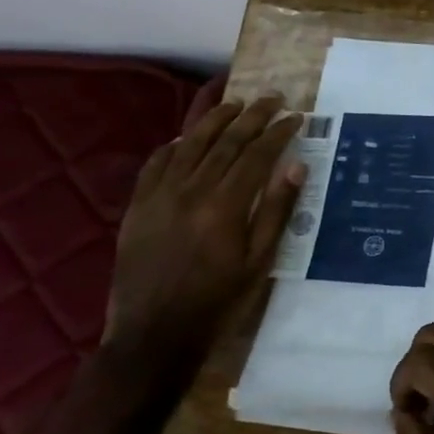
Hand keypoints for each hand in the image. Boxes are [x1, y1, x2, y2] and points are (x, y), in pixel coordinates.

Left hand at [104, 95, 305, 361]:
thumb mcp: (259, 261)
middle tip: (273, 98)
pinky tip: (184, 138)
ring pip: (190, 144)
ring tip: (234, 103)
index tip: (296, 117)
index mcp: (226, 205)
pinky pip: (155, 164)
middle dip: (253, 116)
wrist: (153, 335)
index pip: (258, 155)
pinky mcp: (138, 207)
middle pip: (226, 141)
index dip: (279, 132)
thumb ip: (277, 211)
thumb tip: (295, 167)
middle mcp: (191, 190)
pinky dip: (173, 146)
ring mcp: (159, 196)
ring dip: (215, 120)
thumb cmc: (217, 301)